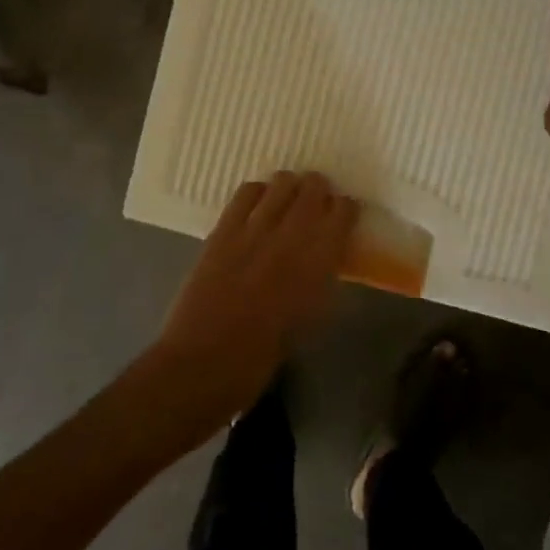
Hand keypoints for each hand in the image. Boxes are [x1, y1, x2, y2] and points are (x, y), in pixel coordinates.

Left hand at [148, 172, 357, 427]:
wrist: (202, 364)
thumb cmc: (261, 358)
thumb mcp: (308, 321)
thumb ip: (319, 283)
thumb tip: (325, 259)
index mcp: (318, 266)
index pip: (342, 215)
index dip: (346, 209)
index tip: (345, 213)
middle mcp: (290, 239)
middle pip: (313, 190)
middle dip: (320, 190)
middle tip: (319, 199)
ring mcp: (253, 231)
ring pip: (281, 185)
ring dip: (291, 186)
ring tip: (291, 195)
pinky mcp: (222, 231)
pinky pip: (245, 194)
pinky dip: (258, 191)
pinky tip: (260, 201)